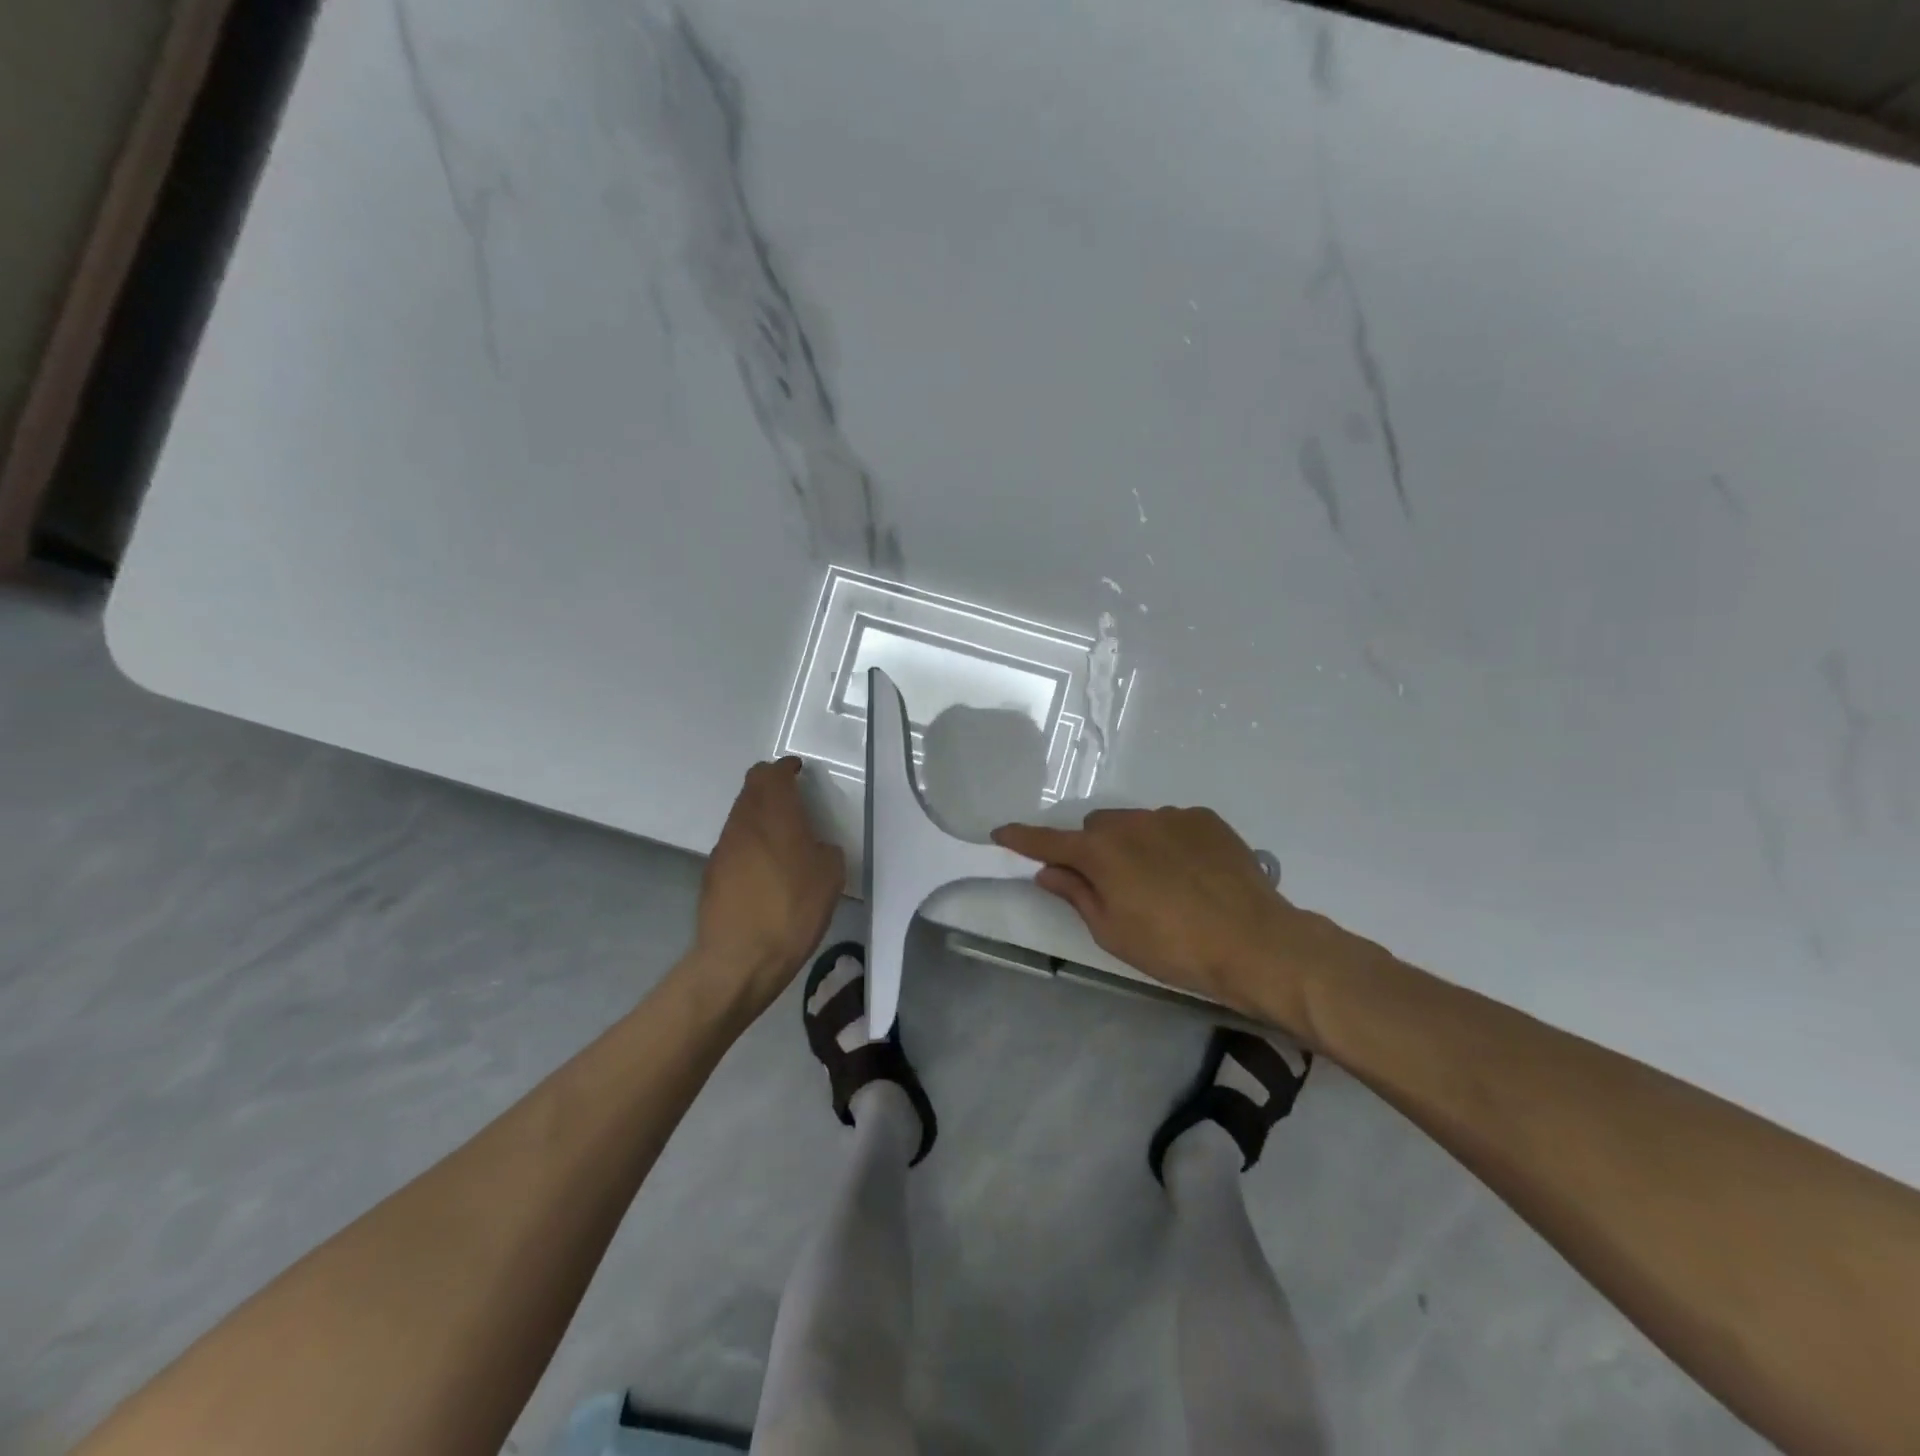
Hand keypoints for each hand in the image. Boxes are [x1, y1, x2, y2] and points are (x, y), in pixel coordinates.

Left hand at [693, 758, 845, 1018]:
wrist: (740, 958)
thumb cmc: (792, 910)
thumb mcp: (830, 876)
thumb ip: (824, 849)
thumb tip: (814, 847)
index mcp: (774, 814)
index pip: (770, 773)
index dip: (785, 769)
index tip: (799, 772)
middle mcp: (743, 822)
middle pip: (751, 789)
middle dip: (771, 788)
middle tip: (794, 801)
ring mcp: (723, 848)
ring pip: (741, 816)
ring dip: (760, 816)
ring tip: (783, 838)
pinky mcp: (712, 874)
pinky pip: (735, 844)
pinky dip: (750, 844)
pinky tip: (766, 870)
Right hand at [992, 807, 1365, 1030]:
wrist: (1255, 942)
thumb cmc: (1173, 948)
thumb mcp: (1113, 933)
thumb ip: (1077, 895)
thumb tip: (1050, 871)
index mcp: (1102, 852)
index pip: (1049, 841)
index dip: (1023, 839)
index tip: (1001, 833)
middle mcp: (1131, 822)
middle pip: (1096, 828)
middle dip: (1093, 850)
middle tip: (1108, 884)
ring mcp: (1171, 816)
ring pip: (1135, 824)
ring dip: (1133, 845)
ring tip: (1159, 883)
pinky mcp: (1205, 819)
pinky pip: (1171, 824)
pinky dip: (1168, 843)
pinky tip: (1190, 874)